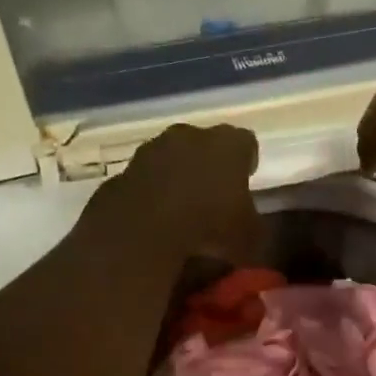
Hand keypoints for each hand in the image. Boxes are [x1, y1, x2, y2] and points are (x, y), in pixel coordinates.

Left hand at [85, 123, 263, 264]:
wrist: (139, 236)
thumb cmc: (208, 230)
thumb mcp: (250, 239)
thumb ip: (254, 226)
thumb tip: (250, 228)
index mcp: (228, 145)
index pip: (246, 143)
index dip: (247, 162)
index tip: (247, 180)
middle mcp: (189, 136)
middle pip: (205, 145)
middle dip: (210, 166)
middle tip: (215, 195)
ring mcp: (150, 151)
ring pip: (171, 159)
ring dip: (177, 177)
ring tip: (182, 210)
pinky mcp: (121, 172)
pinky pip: (145, 180)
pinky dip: (151, 194)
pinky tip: (154, 220)